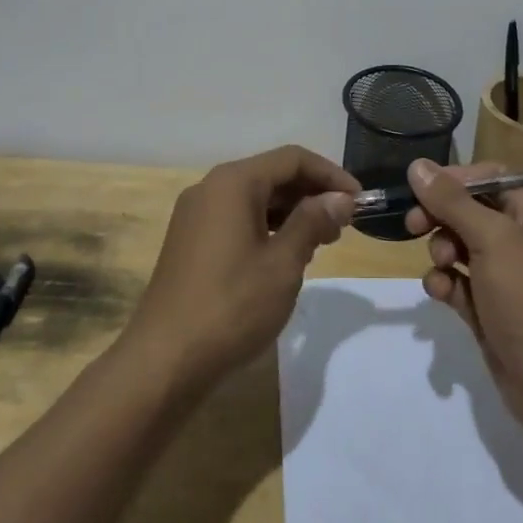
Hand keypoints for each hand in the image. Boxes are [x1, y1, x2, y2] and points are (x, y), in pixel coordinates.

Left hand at [125, 145, 359, 390]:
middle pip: (272, 175)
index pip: (292, 159)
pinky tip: (285, 256)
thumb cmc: (231, 306)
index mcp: (233, 182)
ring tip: (320, 244)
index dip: (330, 175)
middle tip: (344, 226)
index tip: (359, 201)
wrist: (162, 363)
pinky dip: (267, 228)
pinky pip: (237, 218)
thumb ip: (313, 222)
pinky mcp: (190, 241)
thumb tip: (340, 198)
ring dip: (291, 213)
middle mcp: (211, 188)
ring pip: (255, 198)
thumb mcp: (283, 264)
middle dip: (312, 195)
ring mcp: (196, 215)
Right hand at [405, 159, 522, 434]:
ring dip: (442, 252)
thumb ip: (452, 201)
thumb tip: (418, 165)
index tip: (419, 190)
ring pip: (461, 246)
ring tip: (442, 267)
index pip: (489, 176)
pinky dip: (447, 283)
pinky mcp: (494, 307)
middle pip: (470, 209)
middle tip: (414, 226)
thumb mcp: (492, 239)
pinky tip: (442, 293)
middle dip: (441, 217)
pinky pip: (461, 281)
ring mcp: (509, 274)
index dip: (453, 180)